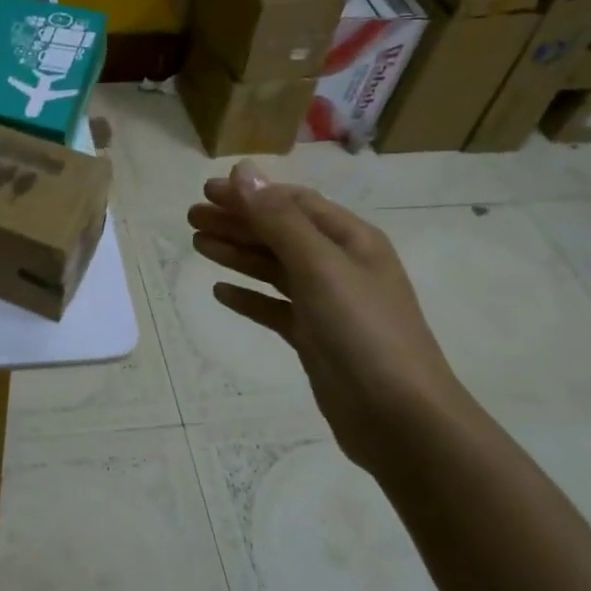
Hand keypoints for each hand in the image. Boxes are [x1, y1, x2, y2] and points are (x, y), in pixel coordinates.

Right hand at [188, 162, 472, 471]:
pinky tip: (221, 292)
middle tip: (191, 218)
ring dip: (237, 253)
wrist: (399, 419)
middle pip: (280, 233)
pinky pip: (275, 308)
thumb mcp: (320, 267)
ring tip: (197, 244)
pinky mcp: (315, 338)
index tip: (207, 192)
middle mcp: (340, 266)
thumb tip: (243, 171)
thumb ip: (278, 220)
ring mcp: (328, 304)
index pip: (294, 203)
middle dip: (237, 222)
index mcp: (351, 240)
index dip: (251, 194)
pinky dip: (249, 297)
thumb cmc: (363, 332)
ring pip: (274, 268)